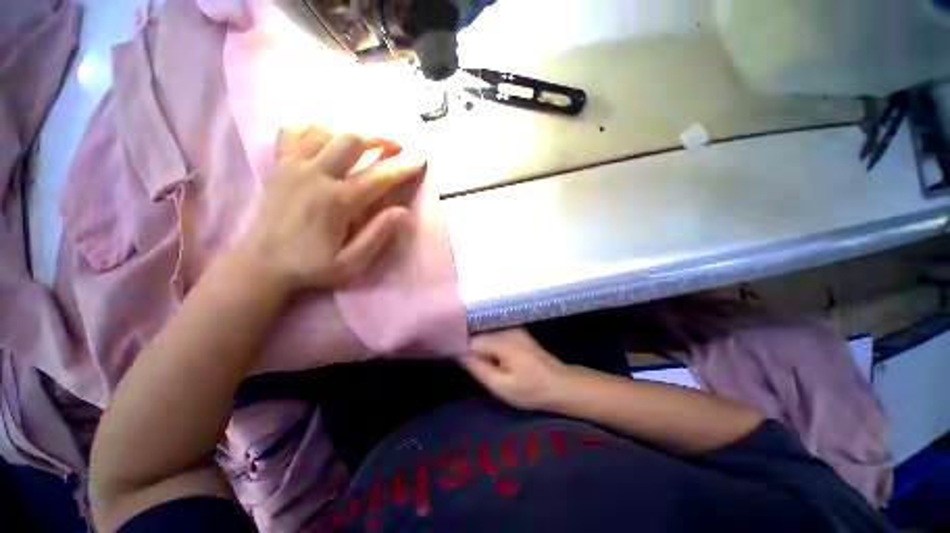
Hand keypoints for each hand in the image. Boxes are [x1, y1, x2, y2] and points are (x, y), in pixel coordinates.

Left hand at [230, 126, 424, 295]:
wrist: (261, 264)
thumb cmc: (311, 266)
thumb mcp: (351, 263)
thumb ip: (377, 236)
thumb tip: (402, 212)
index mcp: (338, 201)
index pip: (379, 177)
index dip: (403, 167)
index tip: (420, 158)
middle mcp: (316, 176)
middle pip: (351, 140)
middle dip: (378, 139)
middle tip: (394, 146)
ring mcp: (293, 166)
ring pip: (325, 132)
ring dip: (350, 133)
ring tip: (365, 143)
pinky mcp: (278, 166)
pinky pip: (292, 133)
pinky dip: (311, 130)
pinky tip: (323, 138)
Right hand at [462, 329, 571, 410]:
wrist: (561, 384)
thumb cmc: (531, 390)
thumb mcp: (502, 386)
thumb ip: (478, 368)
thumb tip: (459, 353)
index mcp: (502, 341)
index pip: (471, 338)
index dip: (461, 348)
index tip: (456, 359)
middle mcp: (506, 329)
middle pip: (478, 332)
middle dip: (470, 346)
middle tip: (470, 364)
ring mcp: (513, 328)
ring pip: (486, 332)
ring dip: (480, 344)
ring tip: (481, 361)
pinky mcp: (517, 330)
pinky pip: (495, 332)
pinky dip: (489, 342)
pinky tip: (492, 355)